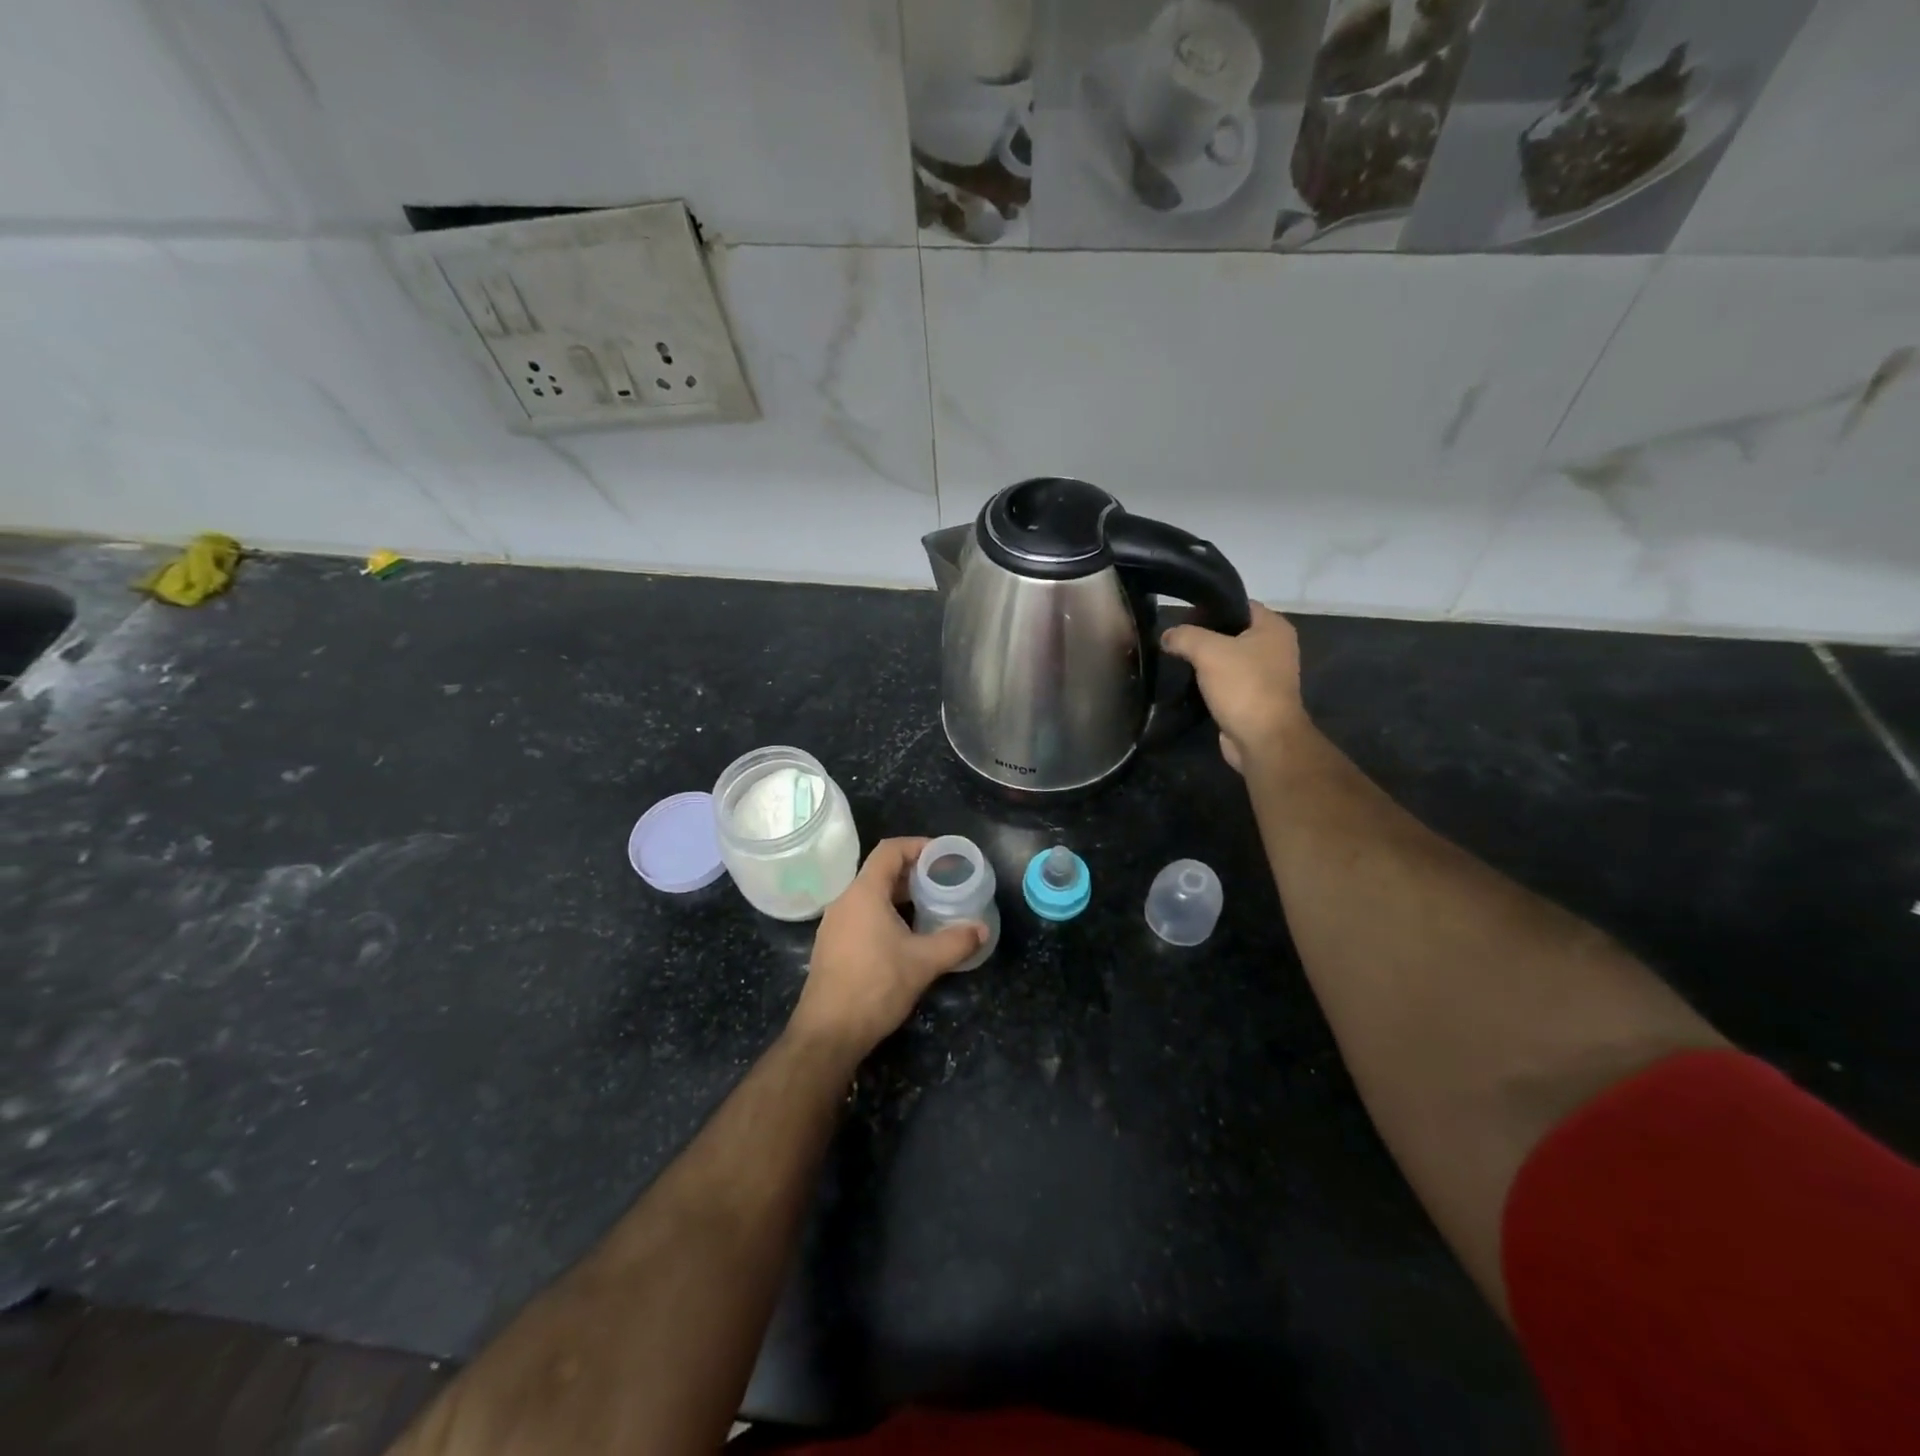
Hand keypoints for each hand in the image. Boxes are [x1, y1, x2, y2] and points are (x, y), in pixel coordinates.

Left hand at [788, 837, 984, 1058]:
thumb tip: (982, 929)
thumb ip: (955, 942)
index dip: (918, 845)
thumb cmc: (875, 987)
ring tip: (930, 907)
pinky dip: (886, 913)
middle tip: (943, 882)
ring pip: (870, 895)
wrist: (828, 1033)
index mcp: (864, 893)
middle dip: (913, 872)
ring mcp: (835, 924)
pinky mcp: (832, 945)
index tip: (944, 855)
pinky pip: (862, 915)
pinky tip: (906, 936)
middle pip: (880, 871)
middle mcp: (845, 901)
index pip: (890, 850)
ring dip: (900, 895)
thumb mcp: (923, 963)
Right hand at [1162, 603, 1310, 773]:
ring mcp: (1266, 674)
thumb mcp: (1208, 651)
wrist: (1263, 739)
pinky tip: (1189, 683)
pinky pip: (1228, 681)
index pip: (1238, 604)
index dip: (1209, 607)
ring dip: (1205, 661)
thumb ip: (1184, 637)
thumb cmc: (1243, 686)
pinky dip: (1210, 682)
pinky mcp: (1255, 698)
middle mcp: (1275, 647)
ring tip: (1176, 660)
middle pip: (1231, 631)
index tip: (1181, 617)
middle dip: (1203, 635)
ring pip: (1228, 658)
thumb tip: (1167, 636)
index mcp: (1273, 627)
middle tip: (1174, 640)